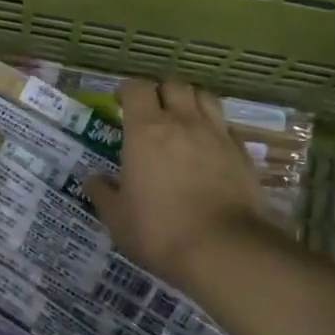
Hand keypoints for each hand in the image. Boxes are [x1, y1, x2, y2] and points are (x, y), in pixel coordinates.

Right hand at [85, 78, 272, 291]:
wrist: (223, 249)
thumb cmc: (159, 230)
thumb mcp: (117, 218)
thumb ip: (103, 193)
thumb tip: (92, 178)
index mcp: (145, 130)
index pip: (136, 88)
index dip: (127, 91)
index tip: (120, 103)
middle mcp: (182, 122)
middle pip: (173, 85)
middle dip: (160, 92)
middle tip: (152, 112)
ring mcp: (216, 135)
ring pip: (204, 97)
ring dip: (190, 101)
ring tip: (183, 120)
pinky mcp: (242, 153)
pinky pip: (226, 126)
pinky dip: (214, 128)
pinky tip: (209, 147)